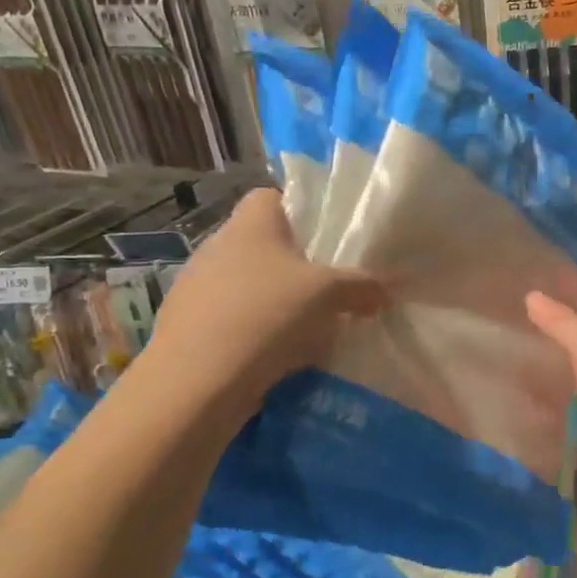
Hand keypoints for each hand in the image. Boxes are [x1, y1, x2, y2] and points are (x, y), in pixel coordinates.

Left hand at [151, 189, 384, 409]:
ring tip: (308, 326)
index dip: (302, 211)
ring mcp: (197, 286)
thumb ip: (362, 286)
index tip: (329, 239)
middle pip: (264, 244)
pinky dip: (255, 331)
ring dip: (275, 301)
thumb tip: (387, 290)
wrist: (197, 381)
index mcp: (249, 224)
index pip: (272, 196)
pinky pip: (233, 318)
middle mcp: (217, 245)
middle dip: (296, 265)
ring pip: (248, 284)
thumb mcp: (328, 295)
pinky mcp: (189, 325)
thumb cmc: (265, 316)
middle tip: (330, 287)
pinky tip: (277, 354)